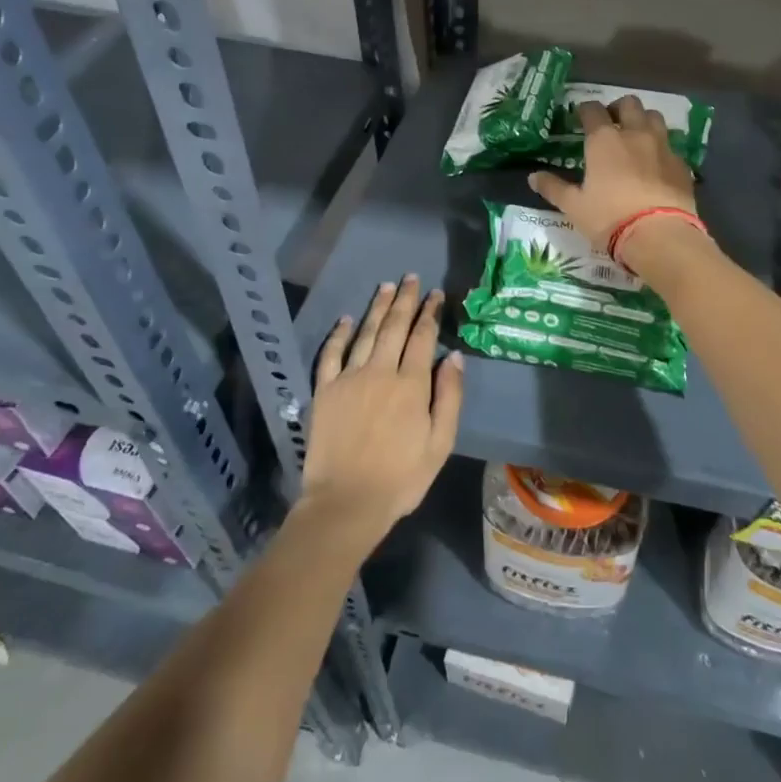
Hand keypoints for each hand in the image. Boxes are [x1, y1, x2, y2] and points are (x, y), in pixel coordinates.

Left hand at [300, 275, 463, 547]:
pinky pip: (331, 354)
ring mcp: (349, 378)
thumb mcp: (440, 443)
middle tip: (411, 278)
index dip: (430, 313)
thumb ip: (449, 397)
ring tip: (386, 287)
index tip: (436, 294)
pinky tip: (346, 319)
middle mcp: (380, 371)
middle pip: (394, 327)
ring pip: (365, 333)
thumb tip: (455, 357)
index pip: (423, 337)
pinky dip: (339, 334)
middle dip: (405, 300)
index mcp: (411, 384)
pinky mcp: (325, 391)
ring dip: (377, 308)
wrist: (346, 503)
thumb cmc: (401, 477)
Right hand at [529, 96, 697, 250]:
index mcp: (604, 140)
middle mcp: (634, 134)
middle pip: (629, 104)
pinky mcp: (681, 163)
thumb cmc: (609, 217)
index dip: (584, 110)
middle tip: (610, 123)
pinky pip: (670, 145)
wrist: (659, 235)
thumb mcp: (574, 206)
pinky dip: (660, 147)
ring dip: (643, 120)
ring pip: (654, 117)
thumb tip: (533, 177)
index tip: (580, 118)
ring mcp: (662, 146)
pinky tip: (655, 163)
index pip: (592, 110)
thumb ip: (554, 188)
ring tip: (636, 137)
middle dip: (618, 108)